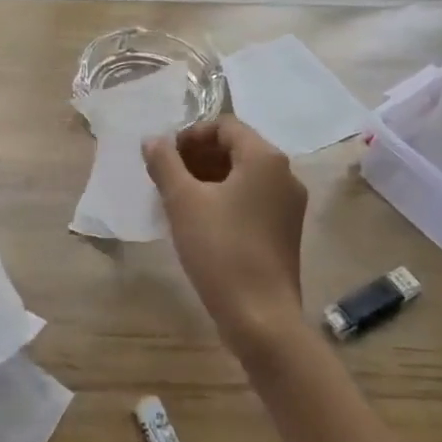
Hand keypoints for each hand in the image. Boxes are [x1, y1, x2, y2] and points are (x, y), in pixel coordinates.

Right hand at [144, 117, 308, 362]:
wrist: (260, 316)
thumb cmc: (220, 249)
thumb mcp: (183, 202)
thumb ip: (165, 163)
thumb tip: (152, 140)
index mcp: (264, 159)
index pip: (225, 125)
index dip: (191, 134)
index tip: (165, 155)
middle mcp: (284, 174)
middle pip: (236, 148)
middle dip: (198, 155)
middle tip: (166, 174)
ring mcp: (289, 204)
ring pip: (244, 175)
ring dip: (208, 176)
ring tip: (177, 196)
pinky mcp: (285, 229)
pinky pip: (252, 198)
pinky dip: (225, 197)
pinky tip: (199, 218)